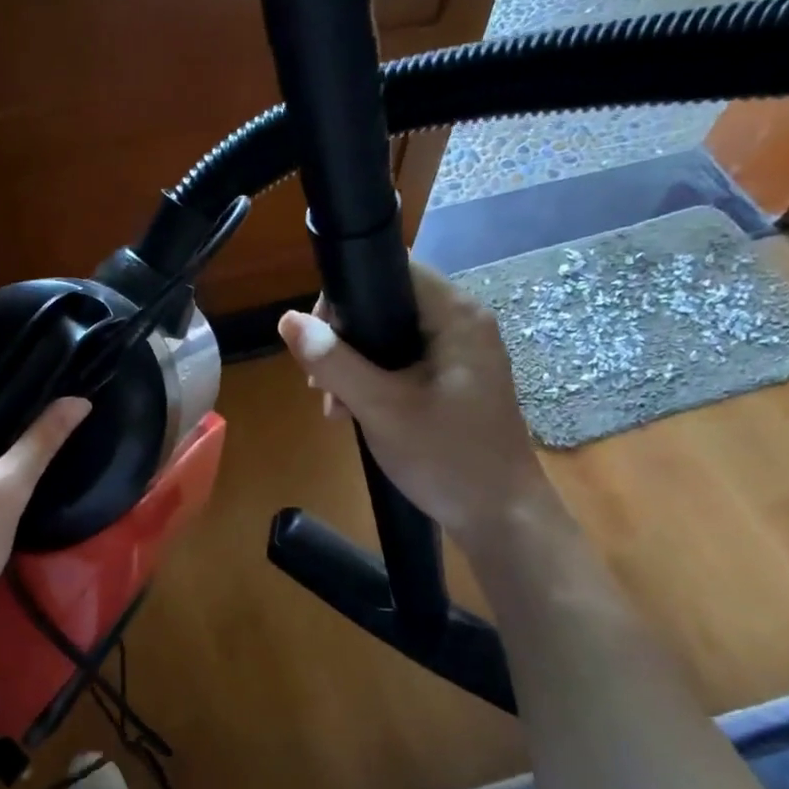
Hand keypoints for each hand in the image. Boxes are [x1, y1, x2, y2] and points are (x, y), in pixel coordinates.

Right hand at [277, 262, 546, 540]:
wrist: (500, 519)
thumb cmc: (446, 458)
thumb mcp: (381, 408)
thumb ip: (334, 362)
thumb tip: (287, 320)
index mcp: (456, 316)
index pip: (392, 270)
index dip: (345, 293)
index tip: (316, 337)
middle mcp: (463, 324)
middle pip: (386, 303)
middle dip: (343, 339)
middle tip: (319, 383)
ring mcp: (461, 354)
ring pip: (390, 337)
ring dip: (353, 365)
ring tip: (334, 406)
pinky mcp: (455, 380)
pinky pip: (403, 362)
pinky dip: (374, 380)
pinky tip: (354, 412)